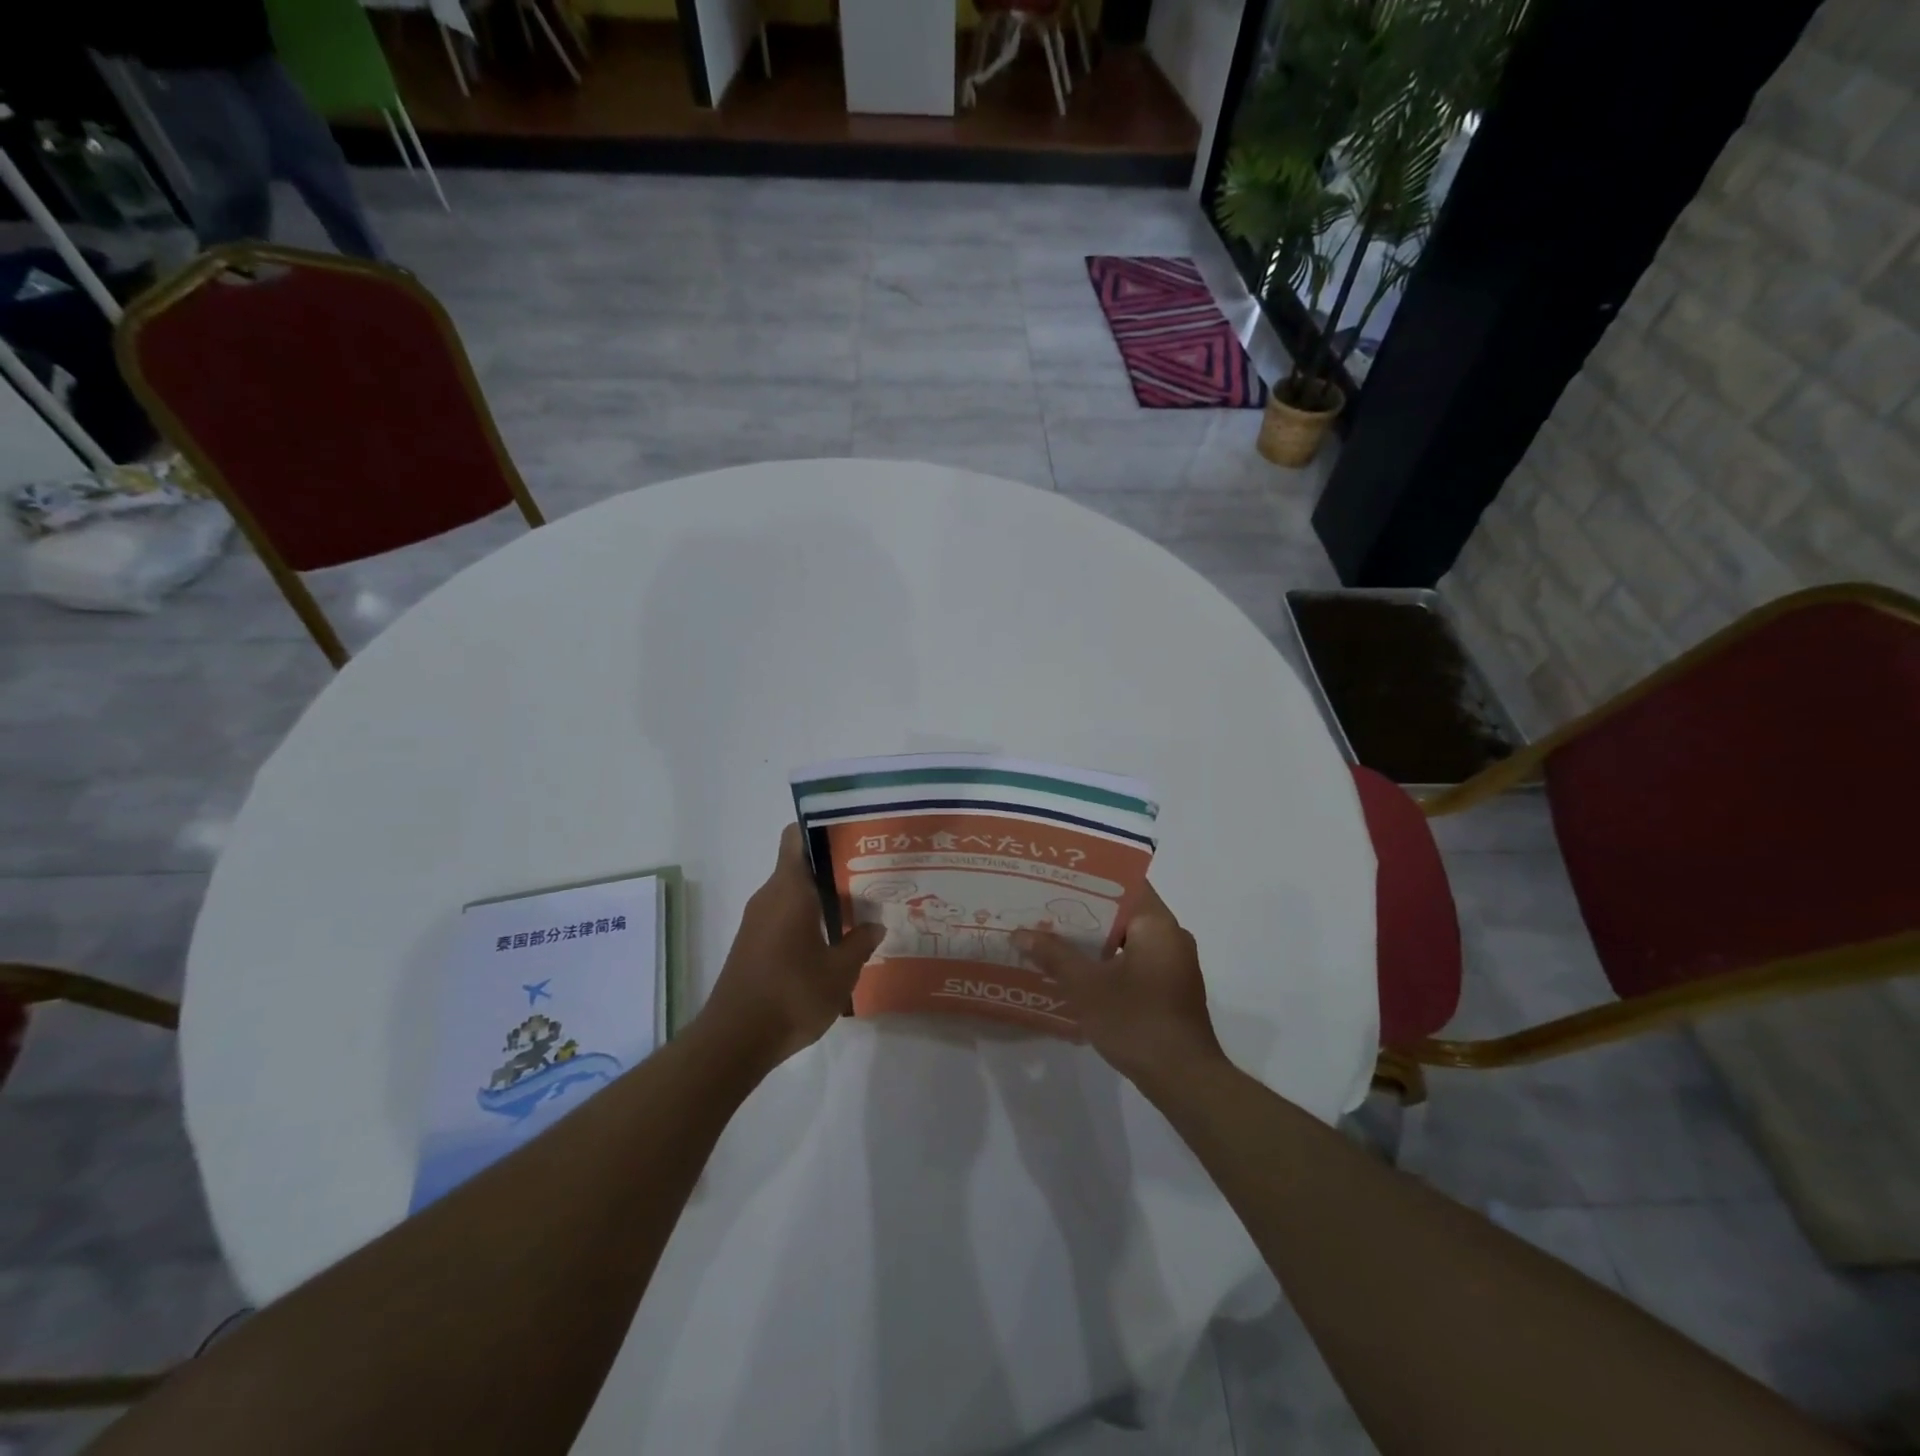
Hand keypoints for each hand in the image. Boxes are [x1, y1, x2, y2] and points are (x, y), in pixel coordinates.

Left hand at [698, 825, 884, 1070]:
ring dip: (822, 896)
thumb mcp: (840, 971)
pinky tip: (834, 939)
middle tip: (871, 874)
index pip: (796, 837)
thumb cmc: (792, 994)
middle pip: (800, 865)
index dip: (821, 828)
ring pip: (793, 893)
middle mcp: (769, 897)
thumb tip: (875, 925)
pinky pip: (784, 915)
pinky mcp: (753, 944)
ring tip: (860, 907)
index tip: (852, 835)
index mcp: (789, 890)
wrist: (735, 1040)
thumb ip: (860, 943)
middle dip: (833, 867)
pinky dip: (808, 918)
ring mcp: (757, 921)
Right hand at [1012, 883, 1225, 1088]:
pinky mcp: (1170, 989)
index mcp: (1157, 924)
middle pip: (1122, 911)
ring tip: (1053, 936)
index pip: (1123, 883)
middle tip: (1044, 907)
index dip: (1088, 879)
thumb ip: (1054, 955)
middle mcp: (1170, 936)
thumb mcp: (1087, 987)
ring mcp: (1173, 964)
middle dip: (1083, 911)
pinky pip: (1134, 960)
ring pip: (1126, 939)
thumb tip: (1021, 933)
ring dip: (1093, 939)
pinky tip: (1077, 971)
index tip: (1056, 877)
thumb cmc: (1137, 1022)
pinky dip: (1108, 961)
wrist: (1185, 1080)